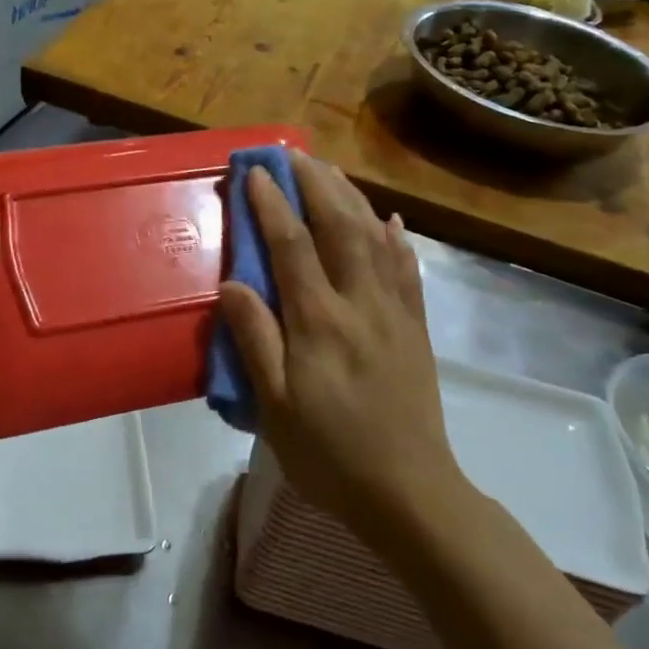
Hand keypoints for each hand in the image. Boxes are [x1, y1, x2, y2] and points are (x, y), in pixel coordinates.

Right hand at [217, 152, 463, 539]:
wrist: (409, 493)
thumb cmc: (329, 453)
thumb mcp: (274, 406)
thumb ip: (254, 340)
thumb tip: (233, 284)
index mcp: (319, 322)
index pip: (292, 247)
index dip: (272, 206)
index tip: (255, 174)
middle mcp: (360, 304)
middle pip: (339, 228)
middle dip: (315, 185)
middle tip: (293, 155)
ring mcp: (394, 314)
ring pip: (375, 240)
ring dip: (351, 199)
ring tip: (331, 172)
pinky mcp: (416, 330)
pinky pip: (408, 272)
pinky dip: (396, 240)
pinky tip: (389, 221)